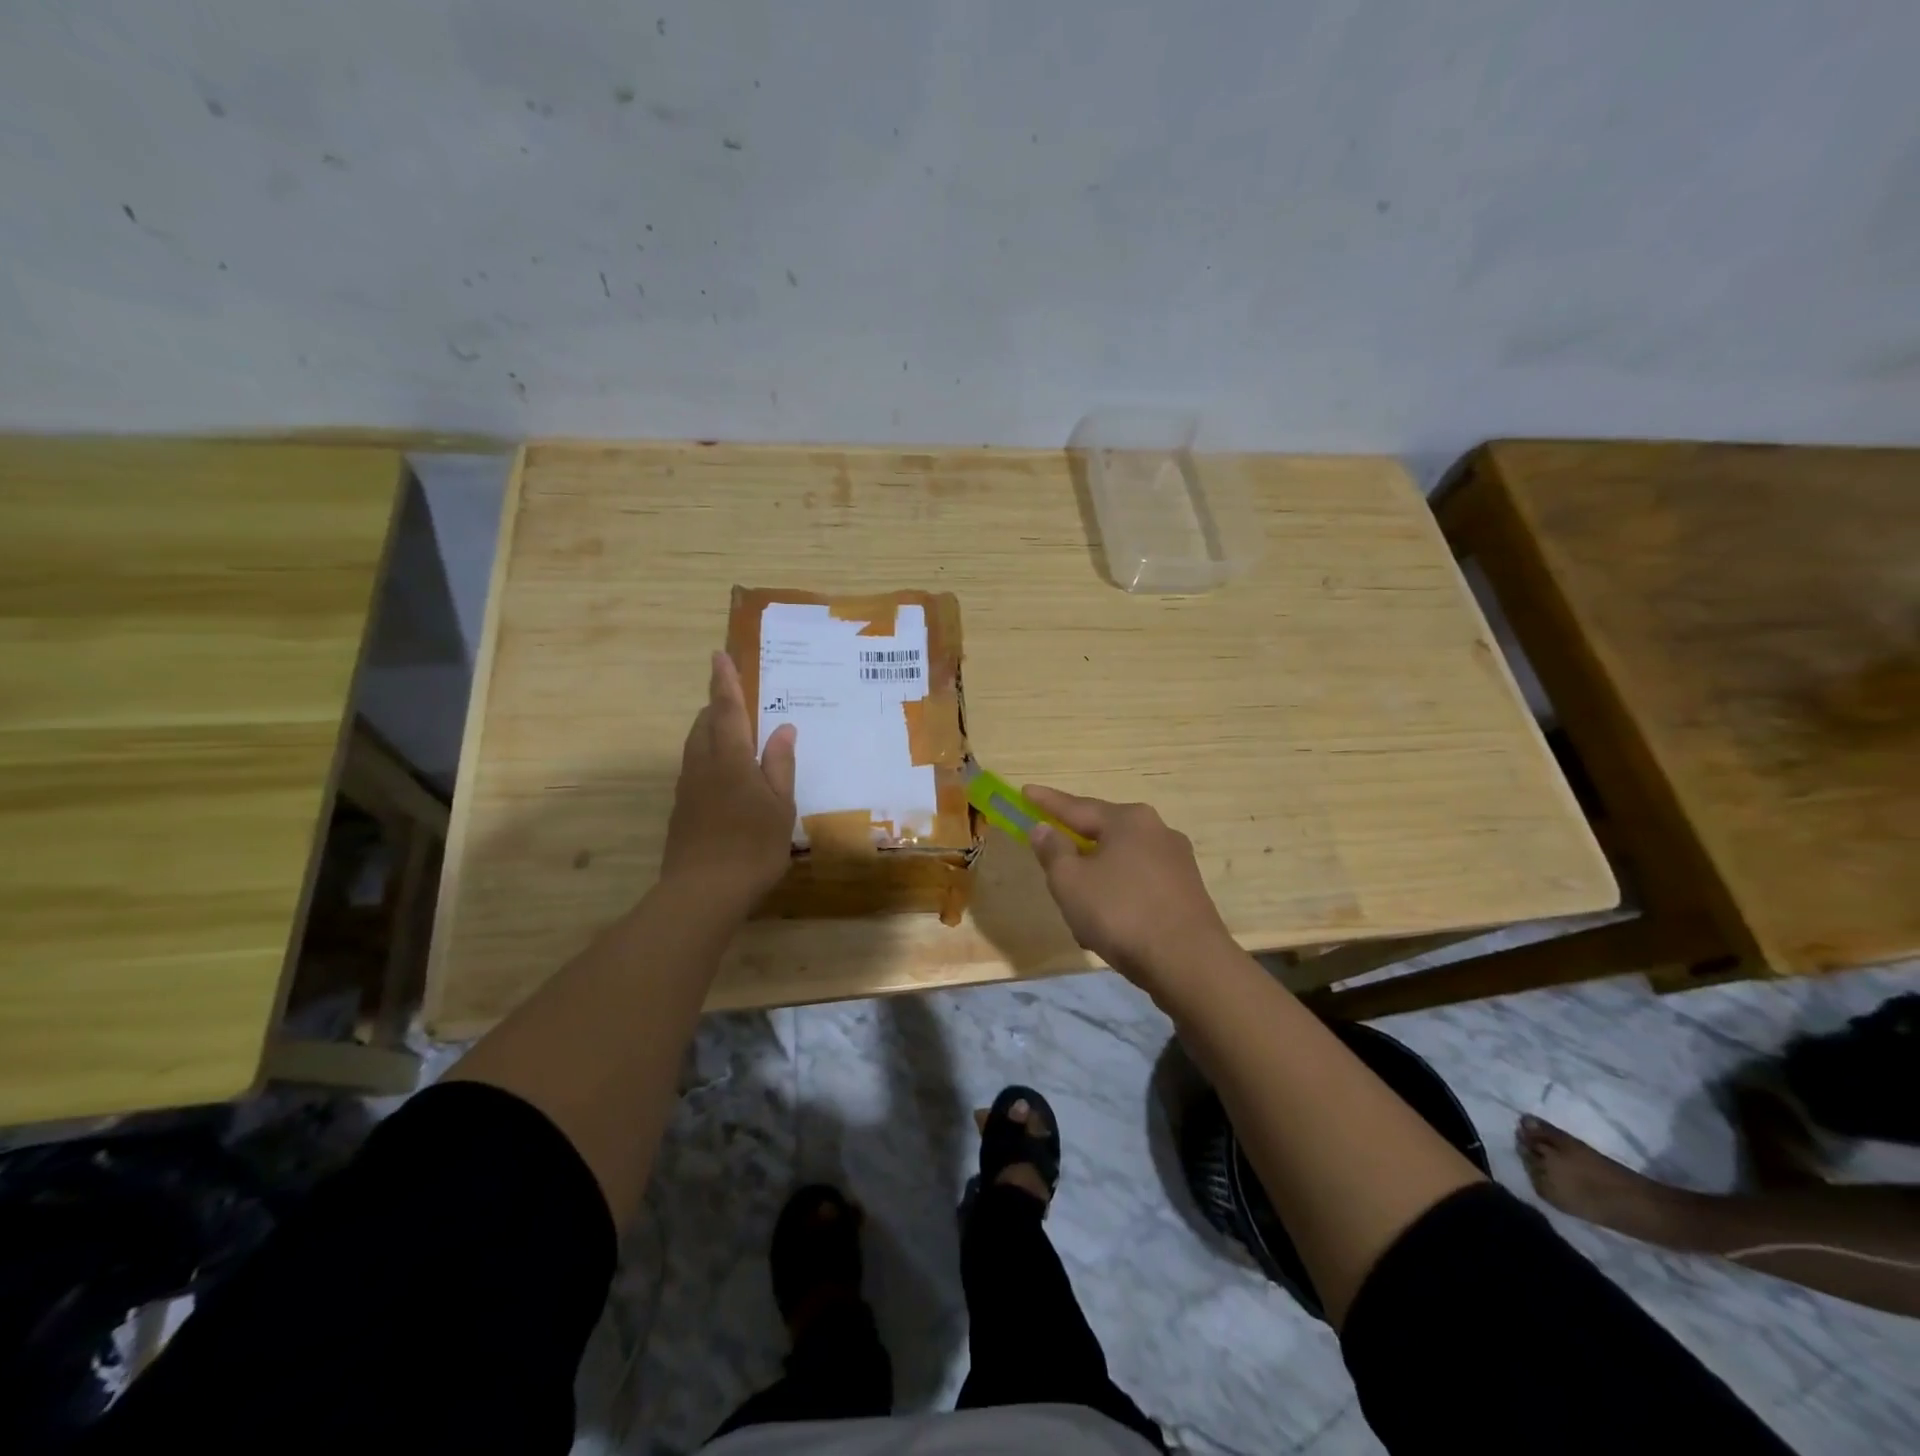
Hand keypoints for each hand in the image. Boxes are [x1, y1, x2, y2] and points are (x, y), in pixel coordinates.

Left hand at [661, 652, 797, 911]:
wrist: (702, 893)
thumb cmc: (751, 845)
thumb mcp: (779, 806)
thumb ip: (779, 765)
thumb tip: (783, 729)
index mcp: (730, 759)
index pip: (726, 710)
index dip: (724, 682)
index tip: (718, 656)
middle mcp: (702, 766)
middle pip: (705, 724)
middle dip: (719, 707)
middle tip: (738, 700)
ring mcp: (688, 789)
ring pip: (696, 746)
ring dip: (712, 731)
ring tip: (735, 734)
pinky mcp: (682, 810)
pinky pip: (695, 768)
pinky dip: (710, 757)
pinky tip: (728, 778)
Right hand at [1025, 785, 1234, 991]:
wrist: (1189, 963)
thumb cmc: (1121, 913)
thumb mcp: (1070, 882)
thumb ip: (1053, 851)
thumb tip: (1044, 828)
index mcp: (1128, 820)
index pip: (1077, 806)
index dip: (1046, 802)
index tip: (1025, 791)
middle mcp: (1157, 831)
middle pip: (1103, 833)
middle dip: (1075, 846)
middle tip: (1049, 852)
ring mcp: (1177, 861)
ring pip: (1121, 862)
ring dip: (1096, 879)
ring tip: (1076, 907)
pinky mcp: (1187, 891)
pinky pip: (1139, 884)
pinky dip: (1118, 896)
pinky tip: (1107, 925)